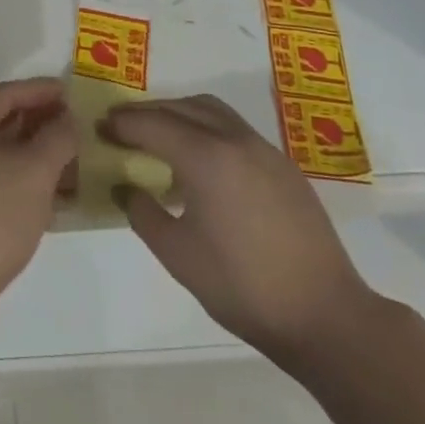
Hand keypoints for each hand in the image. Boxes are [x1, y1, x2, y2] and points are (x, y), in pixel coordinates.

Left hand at [0, 78, 78, 315]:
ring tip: (73, 162)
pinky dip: (24, 182)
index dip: (41, 89)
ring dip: (35, 154)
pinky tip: (53, 200)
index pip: (8, 92)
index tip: (72, 92)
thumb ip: (56, 140)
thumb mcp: (33, 173)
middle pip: (2, 120)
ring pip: (1, 154)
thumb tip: (67, 119)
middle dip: (40, 121)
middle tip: (77, 126)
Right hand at [105, 95, 378, 366]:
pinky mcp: (283, 167)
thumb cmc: (242, 286)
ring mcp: (264, 150)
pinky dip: (206, 129)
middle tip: (121, 127)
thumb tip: (125, 187)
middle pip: (182, 108)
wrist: (325, 315)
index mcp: (206, 157)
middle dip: (148, 113)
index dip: (123, 124)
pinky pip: (234, 129)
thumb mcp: (177, 254)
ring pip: (212, 111)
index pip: (153, 125)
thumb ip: (143, 213)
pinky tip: (200, 161)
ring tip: (158, 136)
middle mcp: (235, 140)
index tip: (100, 128)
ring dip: (179, 114)